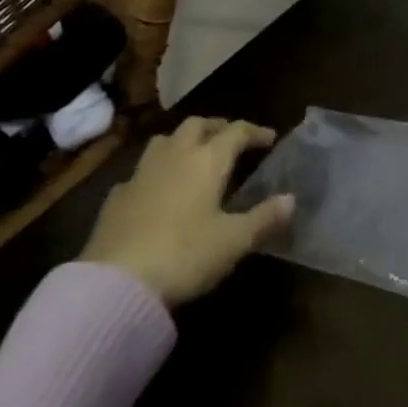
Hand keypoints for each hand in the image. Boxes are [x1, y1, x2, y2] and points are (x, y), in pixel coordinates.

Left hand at [81, 117, 294, 304]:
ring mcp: (142, 173)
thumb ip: (264, 218)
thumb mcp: (233, 241)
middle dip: (217, 128)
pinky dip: (157, 171)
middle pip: (198, 125)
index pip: (236, 131)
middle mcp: (175, 155)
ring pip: (165, 140)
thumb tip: (291, 199)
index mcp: (207, 160)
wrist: (116, 281)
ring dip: (184, 141)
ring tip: (195, 156)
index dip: (254, 132)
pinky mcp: (117, 196)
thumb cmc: (185, 255)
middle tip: (231, 140)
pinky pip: (142, 171)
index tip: (269, 138)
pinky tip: (158, 190)